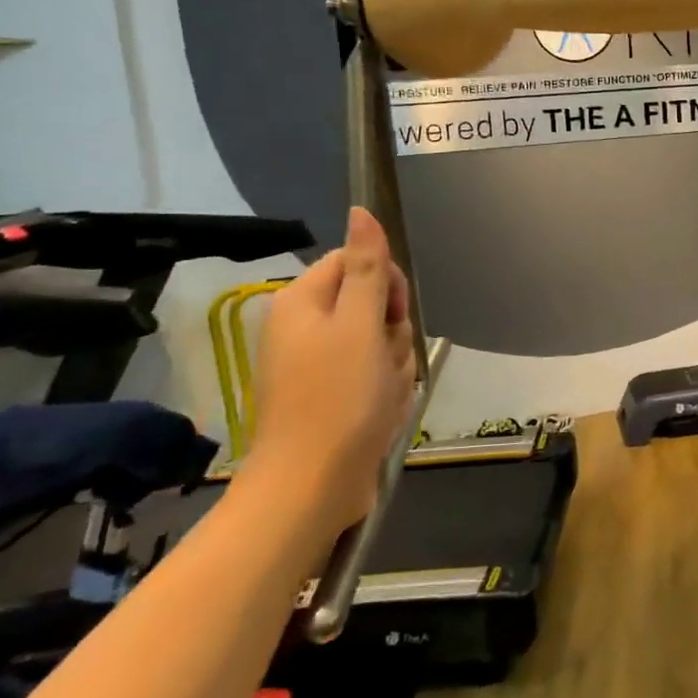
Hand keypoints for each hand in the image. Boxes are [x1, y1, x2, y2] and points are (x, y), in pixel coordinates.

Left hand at [243, 207, 417, 540]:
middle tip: (384, 362)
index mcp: (303, 302)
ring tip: (383, 394)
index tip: (390, 316)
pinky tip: (381, 412)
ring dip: (394, 364)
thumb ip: (366, 266)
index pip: (357, 262)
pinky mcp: (332, 395)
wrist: (312, 487)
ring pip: (380, 341)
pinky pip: (374, 373)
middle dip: (392, 331)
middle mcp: (306, 327)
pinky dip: (385, 389)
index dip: (385, 283)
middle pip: (372, 302)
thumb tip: (361, 211)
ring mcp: (318, 364)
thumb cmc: (339, 399)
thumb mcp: (360, 324)